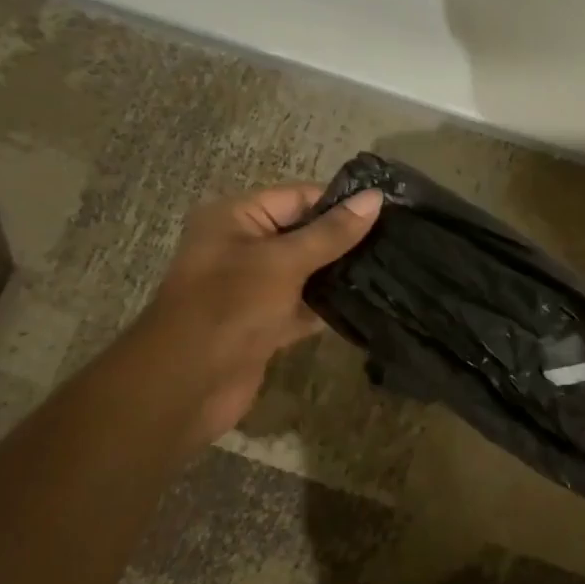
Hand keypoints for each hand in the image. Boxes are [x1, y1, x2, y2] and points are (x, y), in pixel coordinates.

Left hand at [138, 183, 381, 437]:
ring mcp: (254, 288)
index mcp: (236, 219)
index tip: (390, 210)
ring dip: (340, 273)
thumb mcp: (283, 262)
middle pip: (305, 233)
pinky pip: (303, 306)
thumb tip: (376, 198)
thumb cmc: (230, 307)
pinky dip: (328, 305)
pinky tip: (369, 302)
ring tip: (392, 267)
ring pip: (307, 271)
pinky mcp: (265, 323)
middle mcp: (243, 247)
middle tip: (398, 240)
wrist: (187, 385)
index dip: (342, 203)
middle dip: (346, 239)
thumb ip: (331, 233)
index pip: (299, 197)